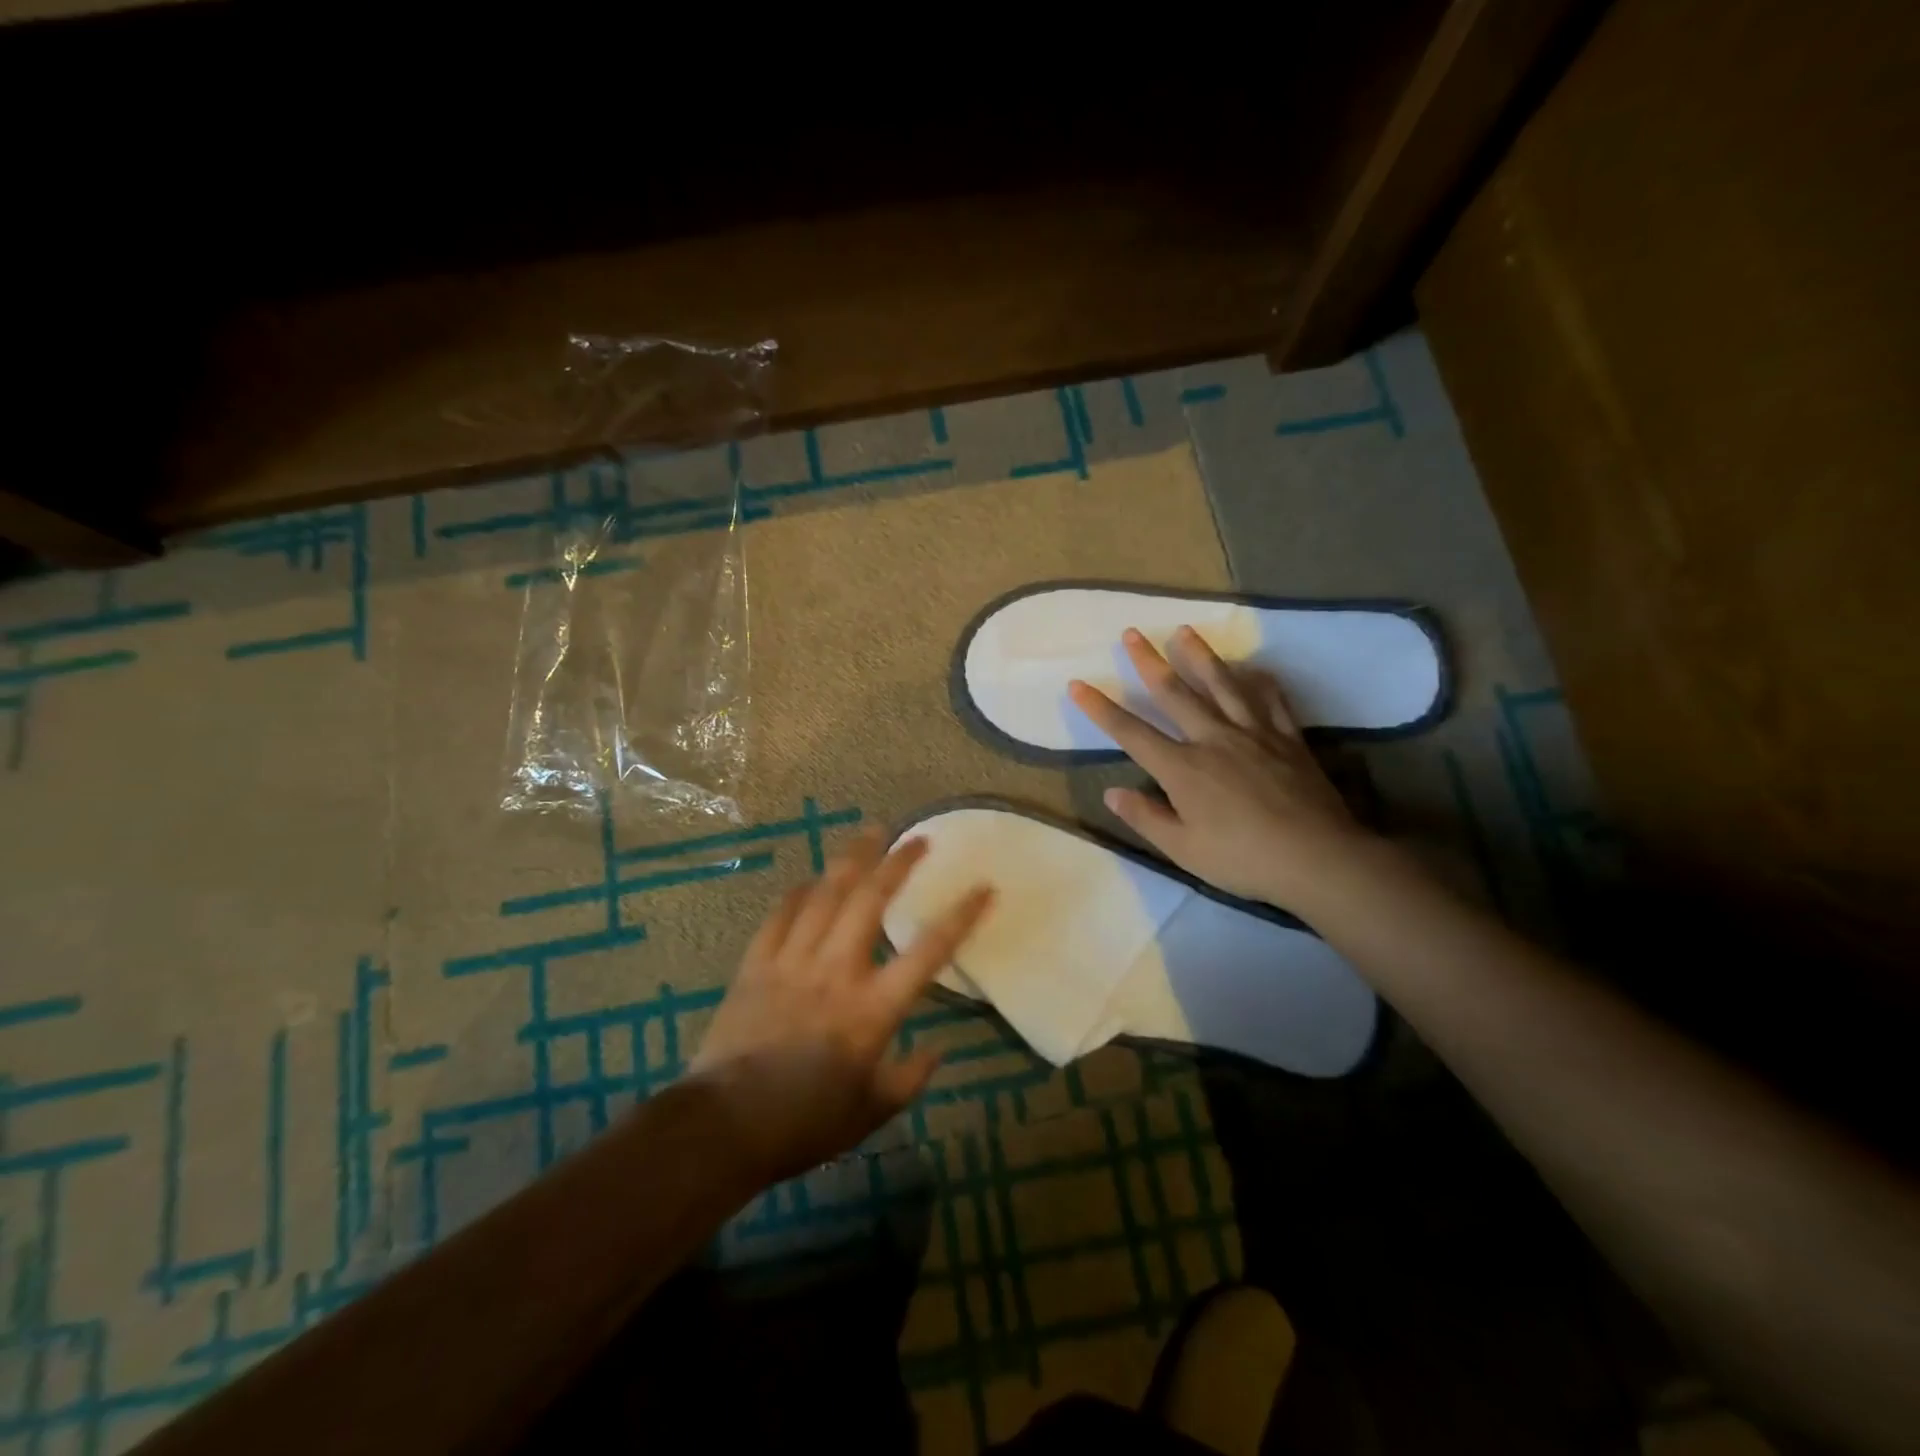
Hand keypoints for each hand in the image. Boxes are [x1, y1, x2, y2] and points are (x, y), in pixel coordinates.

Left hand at [688, 828, 992, 1183]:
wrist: (725, 1126)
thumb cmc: (806, 1123)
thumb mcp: (872, 1112)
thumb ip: (910, 1078)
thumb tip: (938, 1049)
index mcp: (873, 1008)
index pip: (929, 951)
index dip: (961, 916)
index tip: (984, 887)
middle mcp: (836, 971)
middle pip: (871, 901)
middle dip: (898, 863)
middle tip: (917, 838)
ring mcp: (793, 961)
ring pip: (826, 896)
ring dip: (851, 861)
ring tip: (869, 834)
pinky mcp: (756, 964)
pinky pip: (779, 916)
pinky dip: (797, 894)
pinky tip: (808, 880)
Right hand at [1069, 626, 1372, 913]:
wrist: (1317, 858)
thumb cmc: (1242, 859)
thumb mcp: (1183, 850)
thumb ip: (1146, 817)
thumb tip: (1112, 792)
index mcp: (1183, 768)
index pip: (1131, 733)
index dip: (1101, 708)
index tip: (1078, 684)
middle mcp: (1213, 739)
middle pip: (1175, 693)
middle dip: (1149, 662)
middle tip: (1132, 632)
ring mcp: (1254, 734)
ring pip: (1222, 685)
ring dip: (1200, 656)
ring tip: (1184, 631)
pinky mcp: (1288, 739)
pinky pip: (1272, 700)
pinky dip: (1260, 680)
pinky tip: (1253, 667)